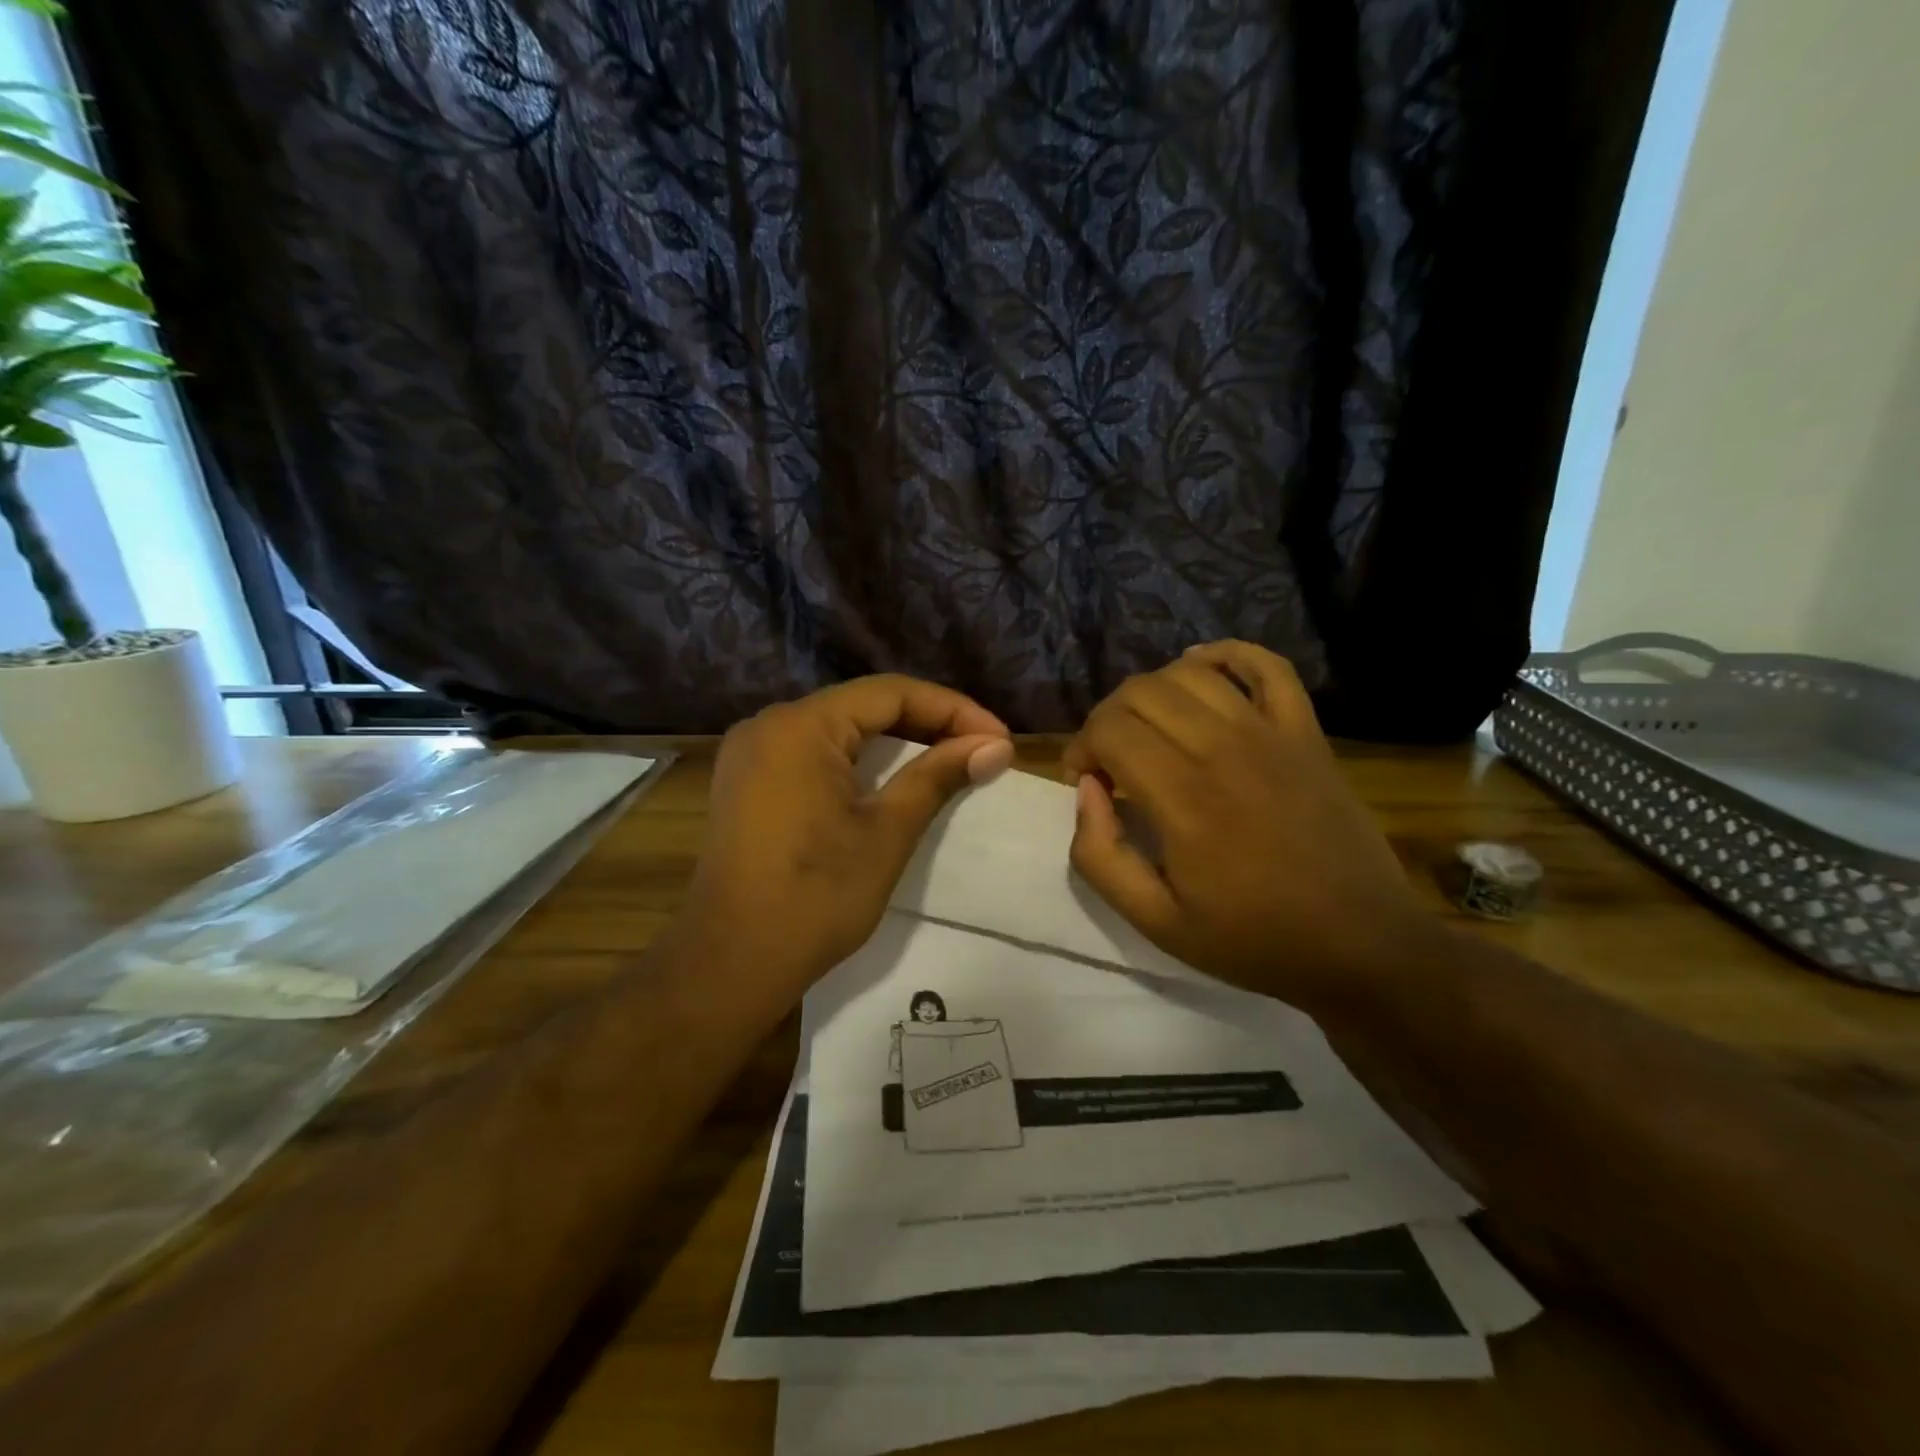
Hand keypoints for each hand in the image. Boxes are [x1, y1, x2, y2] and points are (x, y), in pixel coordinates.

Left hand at [679, 675, 1014, 1001]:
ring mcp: (750, 754)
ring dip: (895, 741)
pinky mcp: (746, 783)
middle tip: (981, 748)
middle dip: (927, 722)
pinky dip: (858, 760)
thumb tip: (997, 746)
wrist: (731, 965)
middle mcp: (768, 725)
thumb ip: (938, 776)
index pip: (890, 693)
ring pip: (838, 728)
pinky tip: (891, 776)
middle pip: (862, 706)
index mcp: (799, 726)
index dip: (952, 710)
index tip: (999, 738)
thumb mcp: (886, 832)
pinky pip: (813, 752)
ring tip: (949, 757)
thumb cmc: (815, 898)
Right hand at [1062, 641, 1428, 1011]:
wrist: (1360, 945)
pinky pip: (1267, 666)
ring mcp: (1271, 733)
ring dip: (1153, 692)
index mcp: (1182, 798)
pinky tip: (1202, 666)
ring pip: (1190, 673)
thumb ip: (1100, 857)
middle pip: (1141, 692)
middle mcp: (1222, 749)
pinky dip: (1227, 655)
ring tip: (1149, 729)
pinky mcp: (1306, 732)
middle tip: (1110, 760)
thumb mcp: (1156, 922)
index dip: (1081, 748)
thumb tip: (1088, 792)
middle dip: (1107, 719)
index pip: (1109, 730)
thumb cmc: (1253, 938)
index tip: (1087, 783)